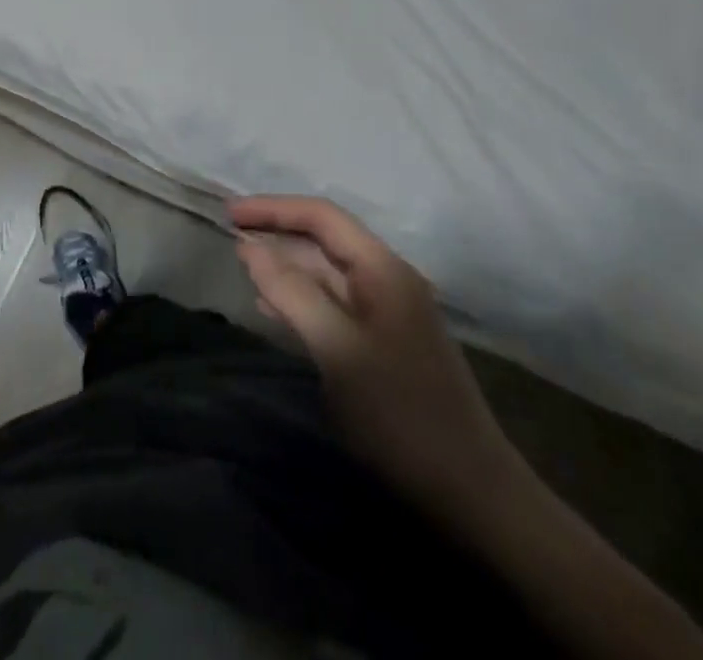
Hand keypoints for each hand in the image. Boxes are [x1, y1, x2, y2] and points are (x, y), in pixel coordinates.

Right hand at [230, 195, 527, 535]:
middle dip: (278, 234)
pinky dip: (302, 299)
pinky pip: (335, 305)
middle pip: (325, 239)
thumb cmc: (401, 415)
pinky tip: (275, 310)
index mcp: (383, 269)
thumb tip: (249, 248)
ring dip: (287, 267)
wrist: (473, 493)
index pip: (321, 216)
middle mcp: (388, 279)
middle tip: (231, 237)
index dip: (273, 209)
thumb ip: (292, 293)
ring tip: (245, 269)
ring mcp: (390, 312)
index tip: (229, 215)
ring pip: (328, 273)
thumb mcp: (338, 350)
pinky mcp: (386, 343)